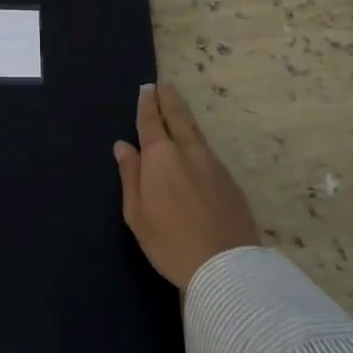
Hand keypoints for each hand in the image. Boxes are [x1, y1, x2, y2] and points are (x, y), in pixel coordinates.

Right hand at [114, 83, 259, 290]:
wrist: (226, 267)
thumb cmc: (170, 242)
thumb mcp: (137, 213)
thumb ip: (130, 176)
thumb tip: (123, 146)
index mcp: (160, 157)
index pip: (151, 122)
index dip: (147, 104)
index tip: (147, 88)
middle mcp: (188, 151)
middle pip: (178, 117)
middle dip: (169, 99)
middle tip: (164, 85)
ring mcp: (213, 164)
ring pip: (196, 131)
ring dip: (184, 115)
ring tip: (177, 106)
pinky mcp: (229, 180)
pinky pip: (207, 150)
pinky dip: (197, 138)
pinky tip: (194, 145)